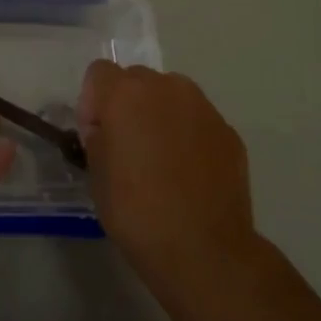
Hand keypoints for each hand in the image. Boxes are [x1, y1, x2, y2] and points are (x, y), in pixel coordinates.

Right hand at [79, 62, 256, 299]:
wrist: (203, 249)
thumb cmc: (136, 211)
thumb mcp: (96, 174)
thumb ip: (98, 138)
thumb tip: (106, 131)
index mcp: (126, 94)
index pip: (98, 72)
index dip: (91, 102)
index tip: (96, 136)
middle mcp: (166, 88)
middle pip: (137, 79)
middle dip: (127, 104)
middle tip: (126, 147)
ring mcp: (203, 107)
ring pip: (171, 96)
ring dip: (159, 115)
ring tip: (160, 159)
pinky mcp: (228, 131)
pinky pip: (197, 121)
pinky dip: (188, 135)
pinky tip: (188, 173)